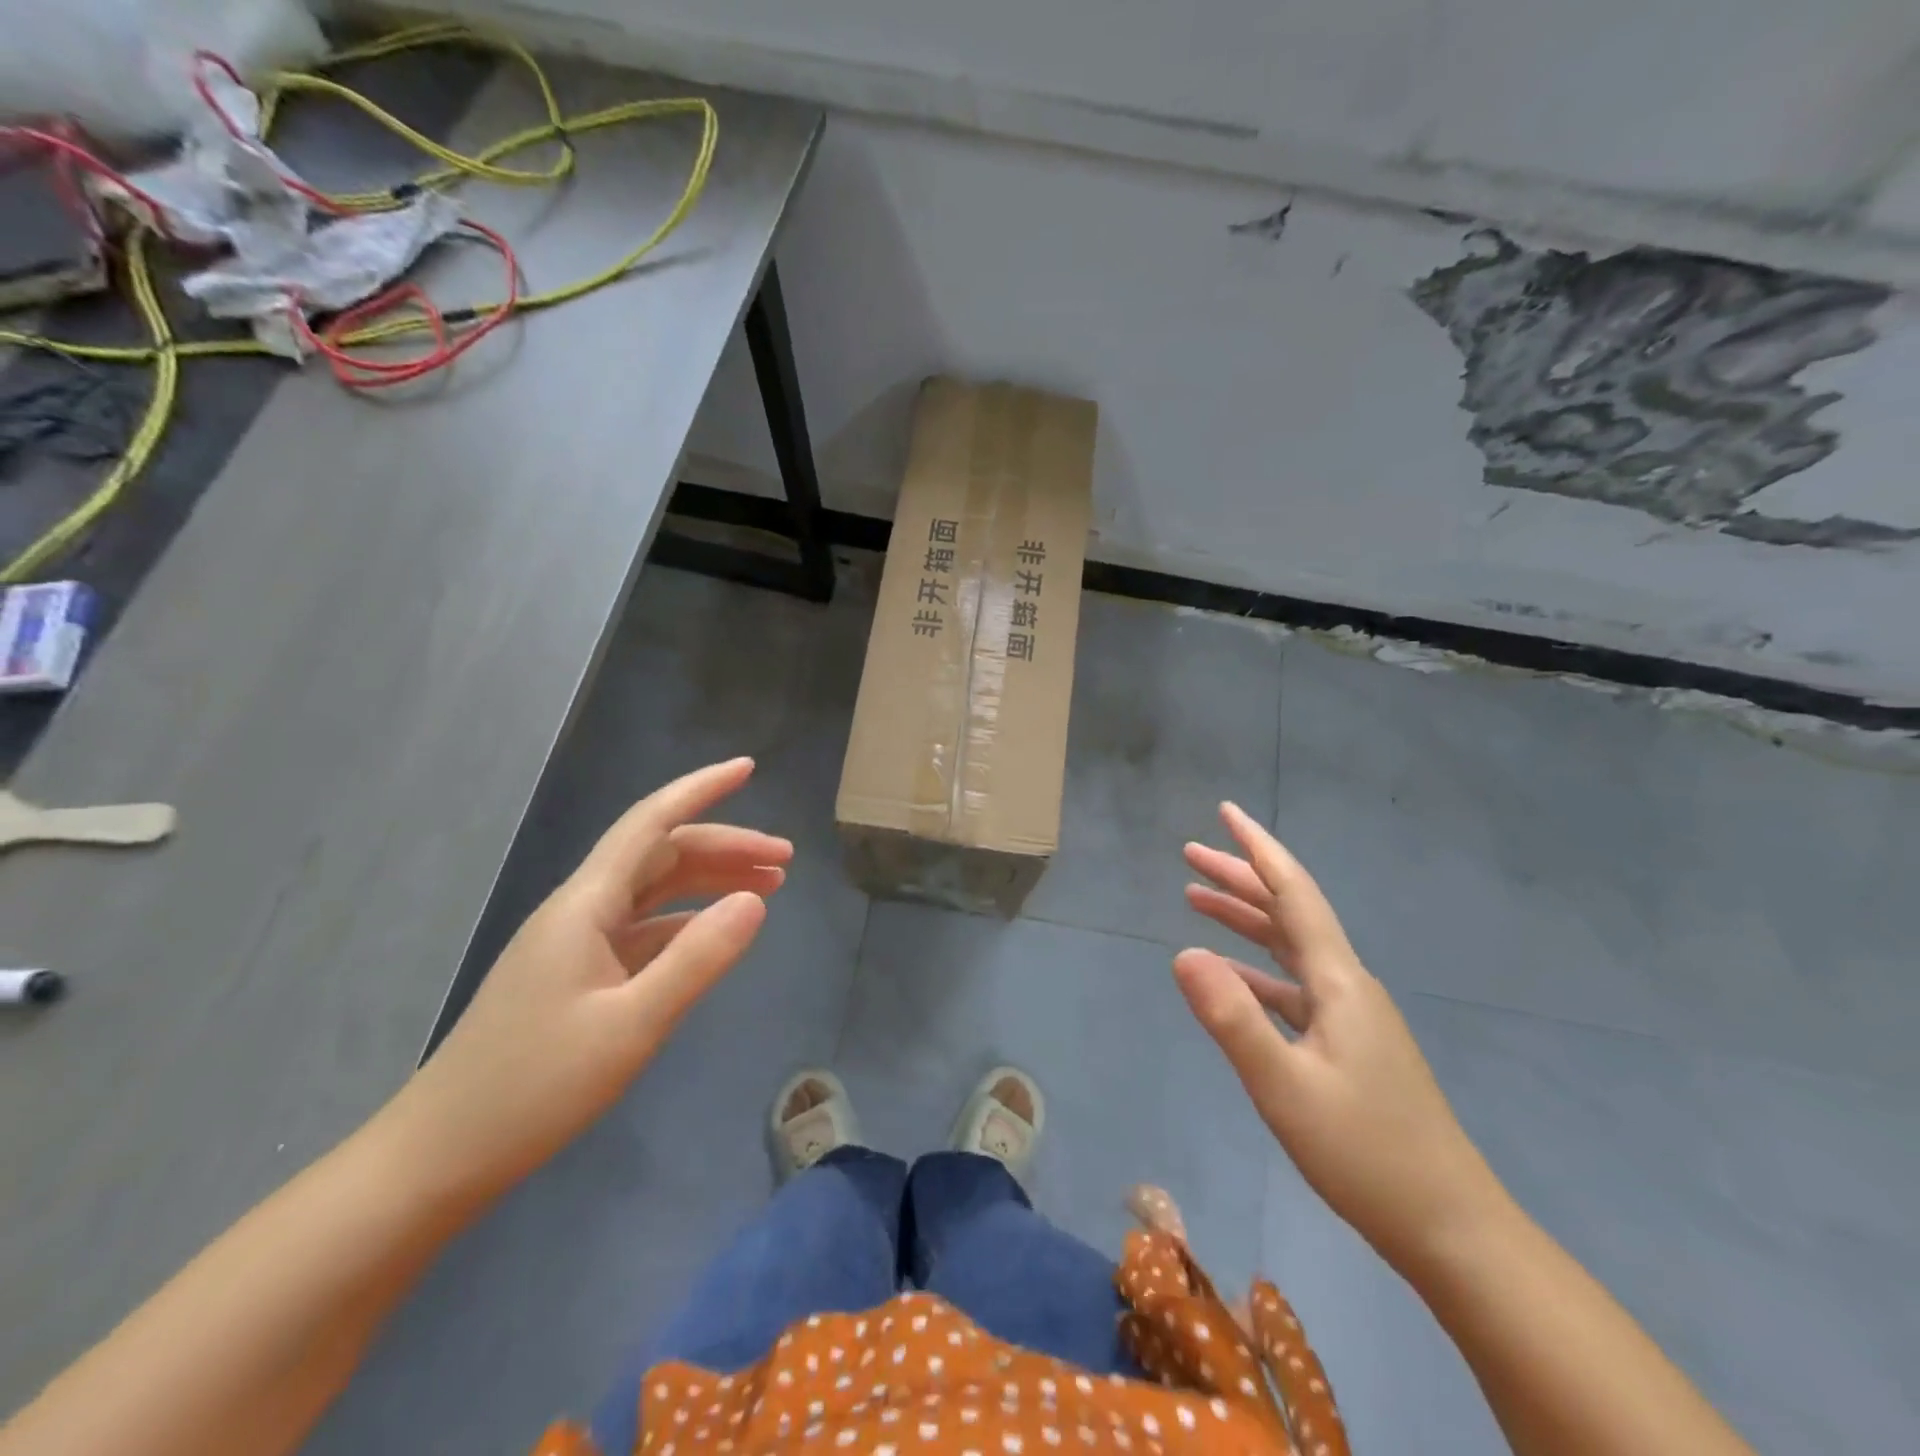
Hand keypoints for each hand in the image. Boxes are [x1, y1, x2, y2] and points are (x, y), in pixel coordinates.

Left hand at [381, 758, 789, 1205]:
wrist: (437, 1158)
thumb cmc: (534, 1088)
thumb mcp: (632, 1025)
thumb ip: (698, 958)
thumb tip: (757, 901)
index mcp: (586, 905)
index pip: (651, 822)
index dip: (701, 789)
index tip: (748, 768)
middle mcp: (581, 910)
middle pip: (662, 854)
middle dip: (726, 846)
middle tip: (785, 861)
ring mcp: (576, 943)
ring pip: (654, 889)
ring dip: (710, 881)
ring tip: (768, 889)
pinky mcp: (576, 976)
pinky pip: (643, 928)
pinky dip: (686, 921)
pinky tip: (715, 935)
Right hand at [1174, 803, 1503, 1272]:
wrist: (1452, 1229)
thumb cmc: (1367, 1154)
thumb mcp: (1286, 1087)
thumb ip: (1232, 1018)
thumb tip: (1181, 952)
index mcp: (1338, 982)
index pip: (1293, 893)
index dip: (1258, 849)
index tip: (1226, 812)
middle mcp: (1346, 986)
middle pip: (1288, 912)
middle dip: (1240, 877)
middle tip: (1191, 853)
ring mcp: (1350, 1017)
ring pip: (1288, 947)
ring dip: (1244, 919)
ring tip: (1195, 899)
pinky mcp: (1348, 1046)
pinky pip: (1292, 986)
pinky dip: (1255, 970)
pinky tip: (1228, 976)